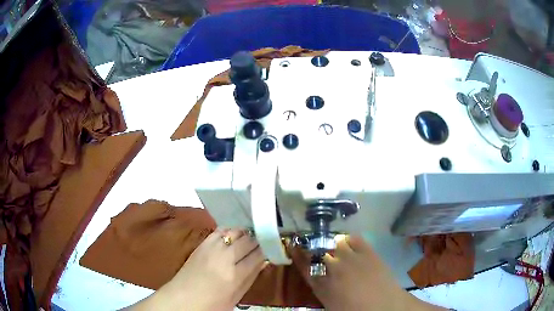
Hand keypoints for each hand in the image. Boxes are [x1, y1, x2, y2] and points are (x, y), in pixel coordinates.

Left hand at [128, 228, 264, 310]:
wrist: (182, 299)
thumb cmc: (211, 304)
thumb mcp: (236, 297)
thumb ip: (251, 277)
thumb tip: (263, 261)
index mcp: (235, 275)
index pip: (258, 254)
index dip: (269, 248)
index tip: (275, 244)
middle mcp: (224, 257)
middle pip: (248, 240)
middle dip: (260, 238)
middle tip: (266, 237)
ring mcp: (211, 247)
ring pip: (235, 231)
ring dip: (246, 232)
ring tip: (253, 233)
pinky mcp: (202, 243)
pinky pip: (220, 230)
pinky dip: (231, 230)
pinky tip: (235, 233)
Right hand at [293, 235, 444, 310]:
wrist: (385, 307)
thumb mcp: (331, 305)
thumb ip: (322, 290)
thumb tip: (319, 279)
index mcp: (323, 286)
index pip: (304, 265)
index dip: (297, 254)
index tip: (293, 245)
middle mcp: (334, 269)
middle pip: (318, 251)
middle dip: (313, 246)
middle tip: (314, 245)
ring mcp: (352, 258)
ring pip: (336, 242)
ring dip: (332, 243)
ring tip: (333, 246)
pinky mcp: (369, 252)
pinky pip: (354, 238)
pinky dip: (349, 239)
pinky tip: (349, 243)